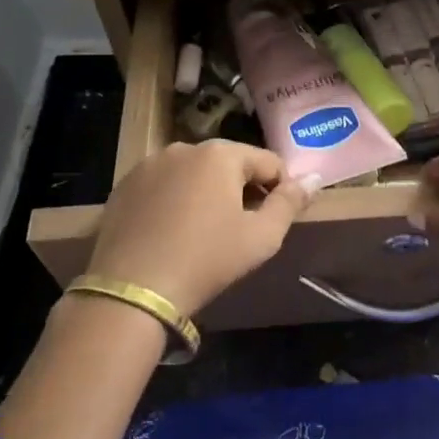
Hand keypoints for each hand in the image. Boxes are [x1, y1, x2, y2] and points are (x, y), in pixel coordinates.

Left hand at [87, 140, 311, 314]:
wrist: (133, 291)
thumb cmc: (207, 260)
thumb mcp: (261, 237)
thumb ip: (290, 203)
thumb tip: (314, 178)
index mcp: (221, 154)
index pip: (268, 162)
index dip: (280, 190)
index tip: (275, 221)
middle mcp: (184, 148)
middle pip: (230, 164)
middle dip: (242, 189)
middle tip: (242, 229)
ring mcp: (149, 165)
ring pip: (195, 174)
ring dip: (208, 193)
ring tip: (206, 232)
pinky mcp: (124, 186)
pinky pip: (164, 186)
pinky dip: (176, 201)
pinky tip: (174, 233)